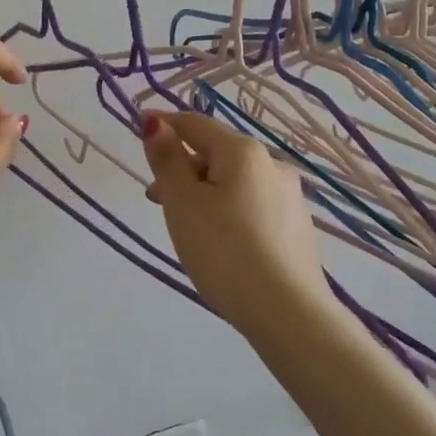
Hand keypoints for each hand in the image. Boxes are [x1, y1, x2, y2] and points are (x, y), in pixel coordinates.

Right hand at [141, 109, 329, 337]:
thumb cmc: (224, 251)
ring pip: (234, 182)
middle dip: (183, 168)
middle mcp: (272, 165)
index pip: (195, 124)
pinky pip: (252, 205)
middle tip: (157, 200)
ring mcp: (289, 197)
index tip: (140, 127)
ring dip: (204, 192)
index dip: (165, 124)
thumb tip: (156, 122)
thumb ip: (167, 160)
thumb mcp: (183, 203)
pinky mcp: (296, 227)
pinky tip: (221, 243)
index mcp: (243, 152)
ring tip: (187, 227)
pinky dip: (227, 211)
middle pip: (216, 153)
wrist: (287, 312)